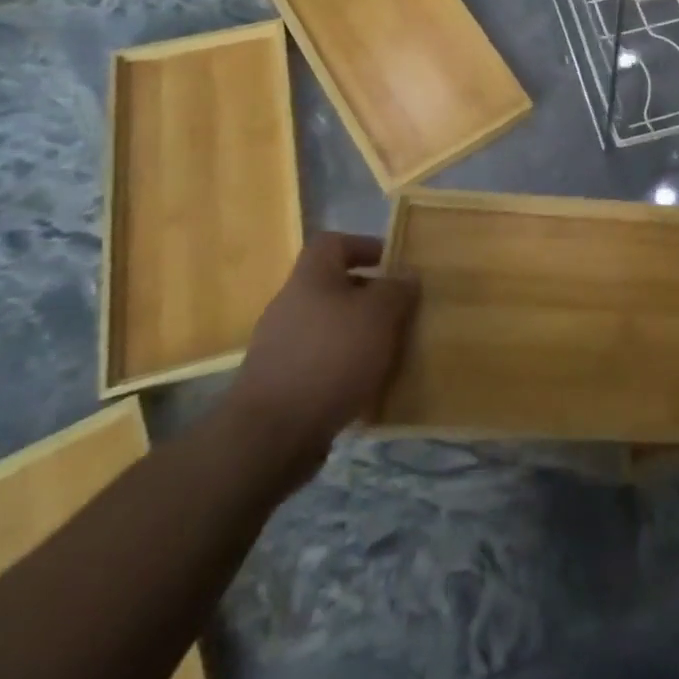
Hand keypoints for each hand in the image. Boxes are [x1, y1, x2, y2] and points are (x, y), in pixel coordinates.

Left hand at [224, 233, 416, 484]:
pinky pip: (320, 362)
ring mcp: (280, 346)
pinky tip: (366, 387)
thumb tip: (407, 273)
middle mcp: (290, 304)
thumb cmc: (331, 358)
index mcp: (311, 277)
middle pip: (334, 286)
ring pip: (330, 327)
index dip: (365, 246)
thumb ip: (396, 289)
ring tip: (391, 351)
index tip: (395, 263)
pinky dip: (344, 368)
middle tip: (402, 310)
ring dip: (359, 335)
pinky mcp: (280, 383)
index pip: (334, 242)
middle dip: (369, 297)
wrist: (271, 435)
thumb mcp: (378, 315)